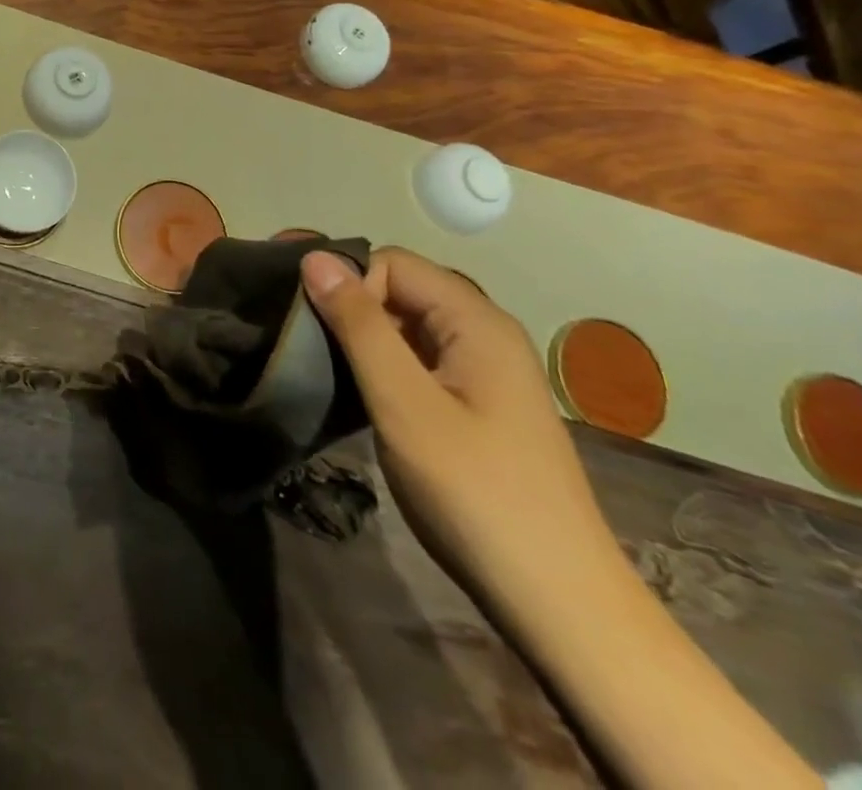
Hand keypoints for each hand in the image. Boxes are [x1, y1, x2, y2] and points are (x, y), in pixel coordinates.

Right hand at [302, 248, 619, 612]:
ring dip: (362, 338)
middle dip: (349, 305)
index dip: (347, 283)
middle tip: (303, 342)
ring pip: (406, 325)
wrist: (558, 604)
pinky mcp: (477, 404)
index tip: (306, 321)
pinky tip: (358, 394)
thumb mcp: (404, 403)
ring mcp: (484, 371)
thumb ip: (359, 325)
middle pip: (400, 289)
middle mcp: (485, 333)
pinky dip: (383, 366)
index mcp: (476, 321)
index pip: (392, 263)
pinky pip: (419, 359)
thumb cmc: (475, 494)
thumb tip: (315, 257)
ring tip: (321, 366)